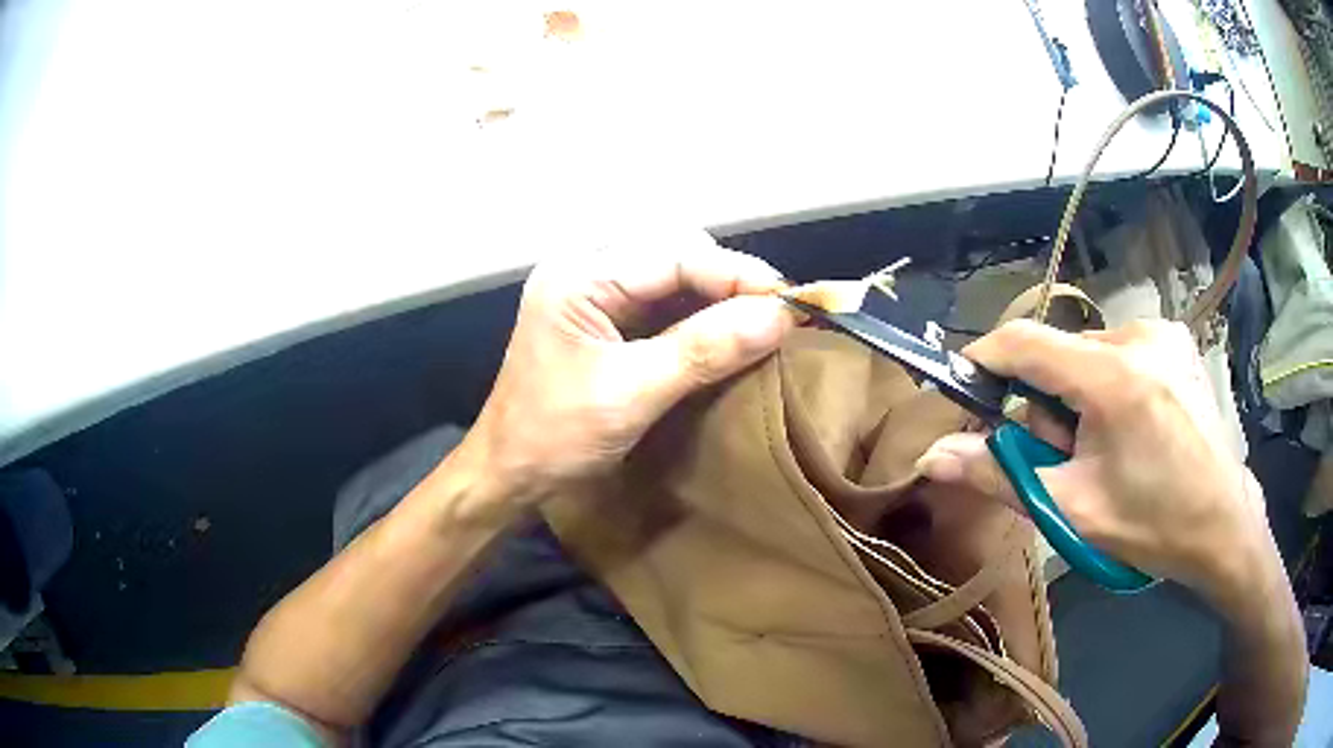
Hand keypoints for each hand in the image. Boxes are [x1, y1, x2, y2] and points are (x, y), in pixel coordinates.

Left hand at [460, 231, 794, 505]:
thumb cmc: (554, 436)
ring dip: (717, 299)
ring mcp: (592, 295)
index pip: (674, 254)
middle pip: (675, 255)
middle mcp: (586, 271)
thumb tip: (781, 316)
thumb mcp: (631, 393)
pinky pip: (662, 306)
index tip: (793, 300)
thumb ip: (705, 350)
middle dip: (728, 282)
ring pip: (673, 278)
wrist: (508, 475)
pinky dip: (698, 318)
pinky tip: (725, 335)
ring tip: (760, 323)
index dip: (737, 274)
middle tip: (776, 315)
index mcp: (580, 276)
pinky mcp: (602, 321)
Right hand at [917, 319, 1275, 600]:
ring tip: (1107, 448)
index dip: (983, 360)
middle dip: (1047, 405)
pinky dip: (1108, 386)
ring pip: (1089, 355)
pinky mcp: (1175, 340)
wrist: (1223, 524)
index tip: (963, 390)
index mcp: (1112, 377)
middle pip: (1059, 354)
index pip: (1024, 342)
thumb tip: (932, 456)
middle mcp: (1137, 336)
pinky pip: (1119, 352)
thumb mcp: (1072, 508)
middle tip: (1067, 458)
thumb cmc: (1151, 525)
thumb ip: (1000, 475)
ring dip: (1079, 398)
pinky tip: (1133, 426)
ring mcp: (1162, 333)